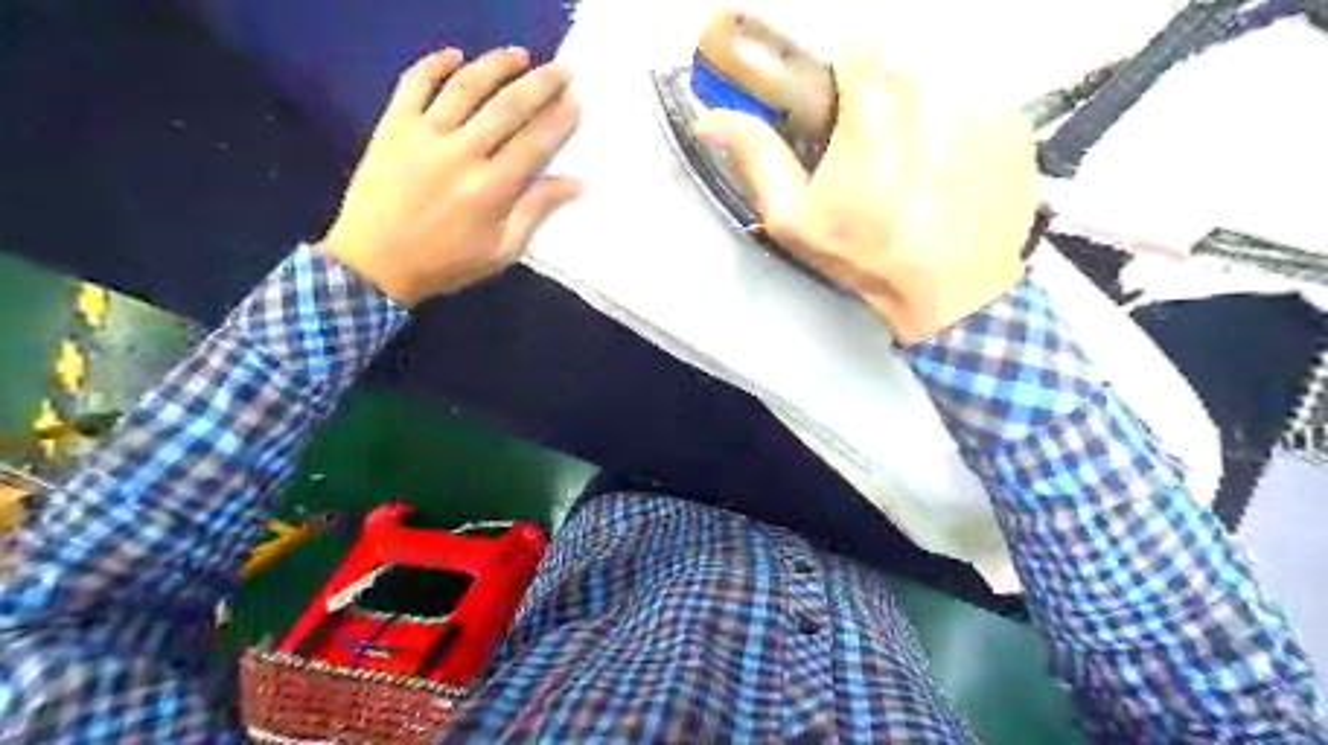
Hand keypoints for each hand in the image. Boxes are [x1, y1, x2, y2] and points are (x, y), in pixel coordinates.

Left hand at [319, 47, 581, 304]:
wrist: (374, 262)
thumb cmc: (446, 262)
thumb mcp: (501, 251)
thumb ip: (535, 211)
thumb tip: (575, 183)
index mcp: (492, 188)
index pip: (535, 143)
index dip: (559, 119)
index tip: (577, 101)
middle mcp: (462, 153)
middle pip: (508, 107)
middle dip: (540, 85)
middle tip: (561, 71)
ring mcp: (424, 134)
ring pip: (466, 86)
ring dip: (496, 66)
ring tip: (519, 55)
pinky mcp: (393, 125)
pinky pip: (415, 83)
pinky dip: (435, 64)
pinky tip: (455, 55)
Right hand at [697, 45, 1036, 341]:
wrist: (952, 296)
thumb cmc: (867, 259)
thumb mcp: (795, 219)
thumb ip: (757, 157)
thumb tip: (712, 117)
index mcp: (873, 104)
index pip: (856, 41)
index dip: (845, 74)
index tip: (842, 109)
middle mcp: (933, 87)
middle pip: (899, 65)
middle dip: (882, 101)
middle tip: (876, 156)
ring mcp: (981, 103)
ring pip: (939, 82)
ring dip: (922, 114)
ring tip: (916, 169)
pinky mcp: (1014, 124)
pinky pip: (977, 105)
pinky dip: (960, 129)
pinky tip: (950, 174)